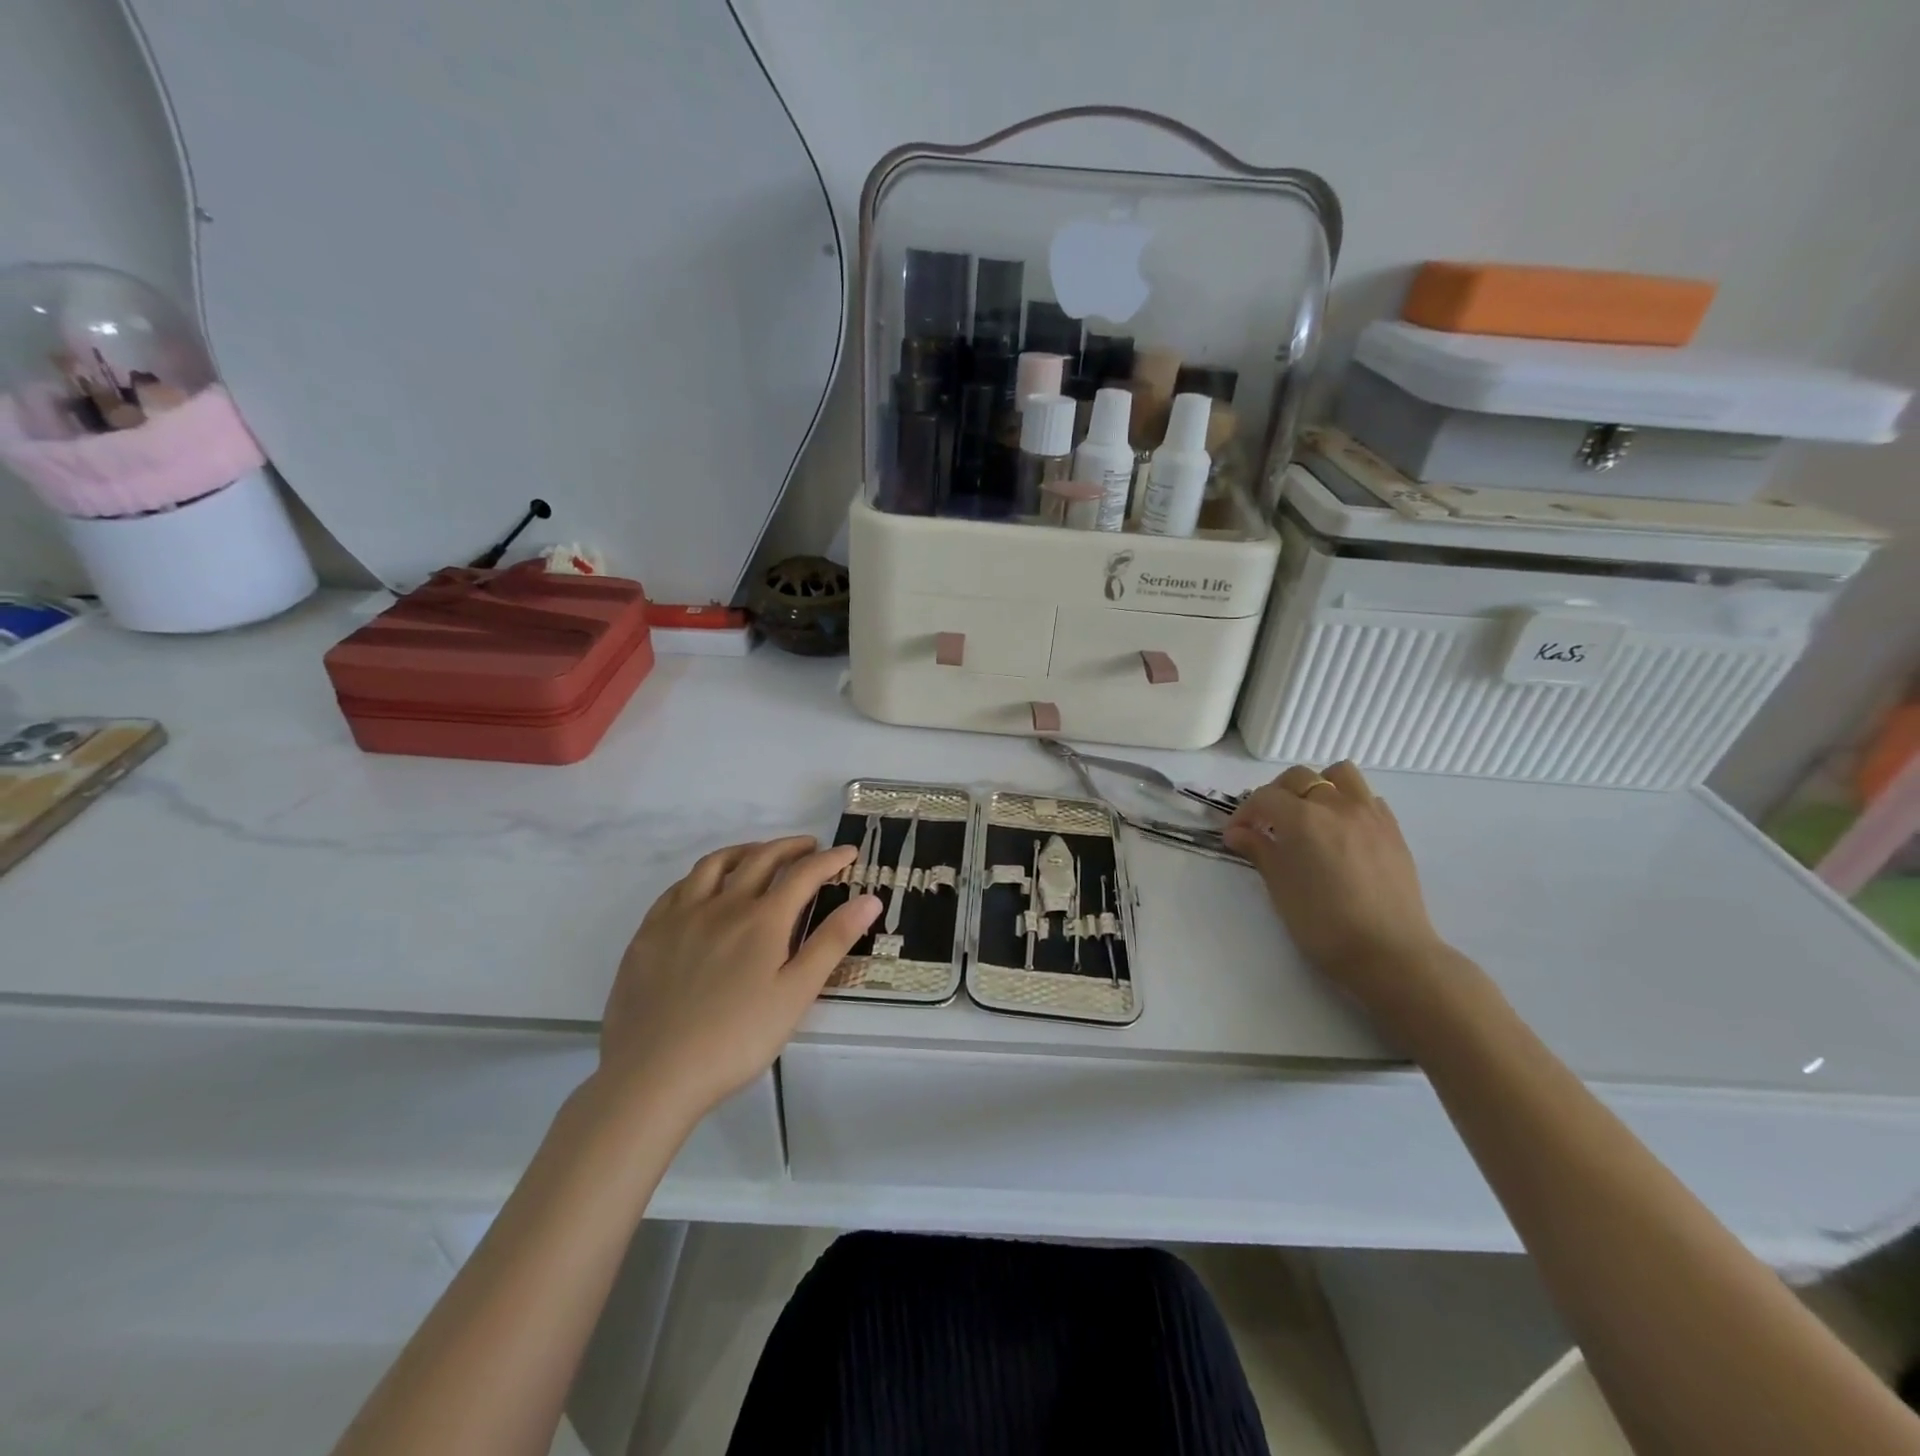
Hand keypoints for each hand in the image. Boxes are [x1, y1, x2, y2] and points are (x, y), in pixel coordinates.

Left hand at [596, 837, 879, 1127]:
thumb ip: (832, 942)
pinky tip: (706, 887)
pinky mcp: (649, 932)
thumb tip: (871, 898)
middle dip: (791, 847)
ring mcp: (681, 915)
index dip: (831, 859)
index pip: (804, 874)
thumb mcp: (796, 994)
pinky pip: (679, 886)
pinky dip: (703, 874)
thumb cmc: (737, 1039)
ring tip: (761, 855)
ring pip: (716, 864)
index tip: (849, 853)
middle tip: (810, 847)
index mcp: (763, 919)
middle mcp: (723, 904)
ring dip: (746, 851)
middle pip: (761, 858)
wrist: (654, 1075)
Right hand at [1224, 761, 1453, 1023]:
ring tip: (1308, 815)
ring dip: (1317, 786)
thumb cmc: (1323, 924)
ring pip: (1340, 775)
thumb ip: (1258, 850)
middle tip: (1266, 823)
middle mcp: (1336, 806)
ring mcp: (1370, 814)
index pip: (1264, 797)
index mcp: (1303, 818)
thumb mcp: (1280, 887)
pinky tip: (1340, 831)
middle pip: (1300, 778)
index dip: (1245, 812)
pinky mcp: (1393, 830)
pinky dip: (1348, 803)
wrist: (1388, 953)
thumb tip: (1237, 832)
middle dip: (1276, 794)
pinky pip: (1367, 798)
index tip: (1236, 834)